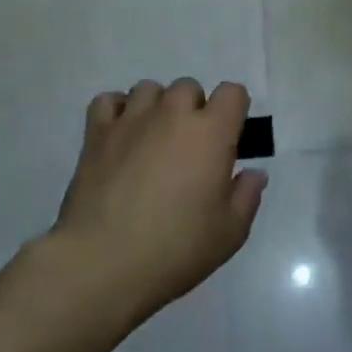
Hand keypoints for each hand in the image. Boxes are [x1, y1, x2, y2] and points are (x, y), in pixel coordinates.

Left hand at [47, 79, 265, 324]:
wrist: (102, 263)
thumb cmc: (175, 248)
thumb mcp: (229, 233)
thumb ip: (246, 196)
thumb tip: (253, 173)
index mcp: (211, 132)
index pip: (232, 93)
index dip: (234, 110)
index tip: (229, 138)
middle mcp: (173, 114)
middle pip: (189, 87)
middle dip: (193, 110)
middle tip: (188, 148)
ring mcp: (132, 120)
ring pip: (149, 89)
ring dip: (156, 107)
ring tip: (152, 140)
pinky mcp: (97, 133)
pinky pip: (108, 101)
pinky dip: (116, 111)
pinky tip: (120, 136)